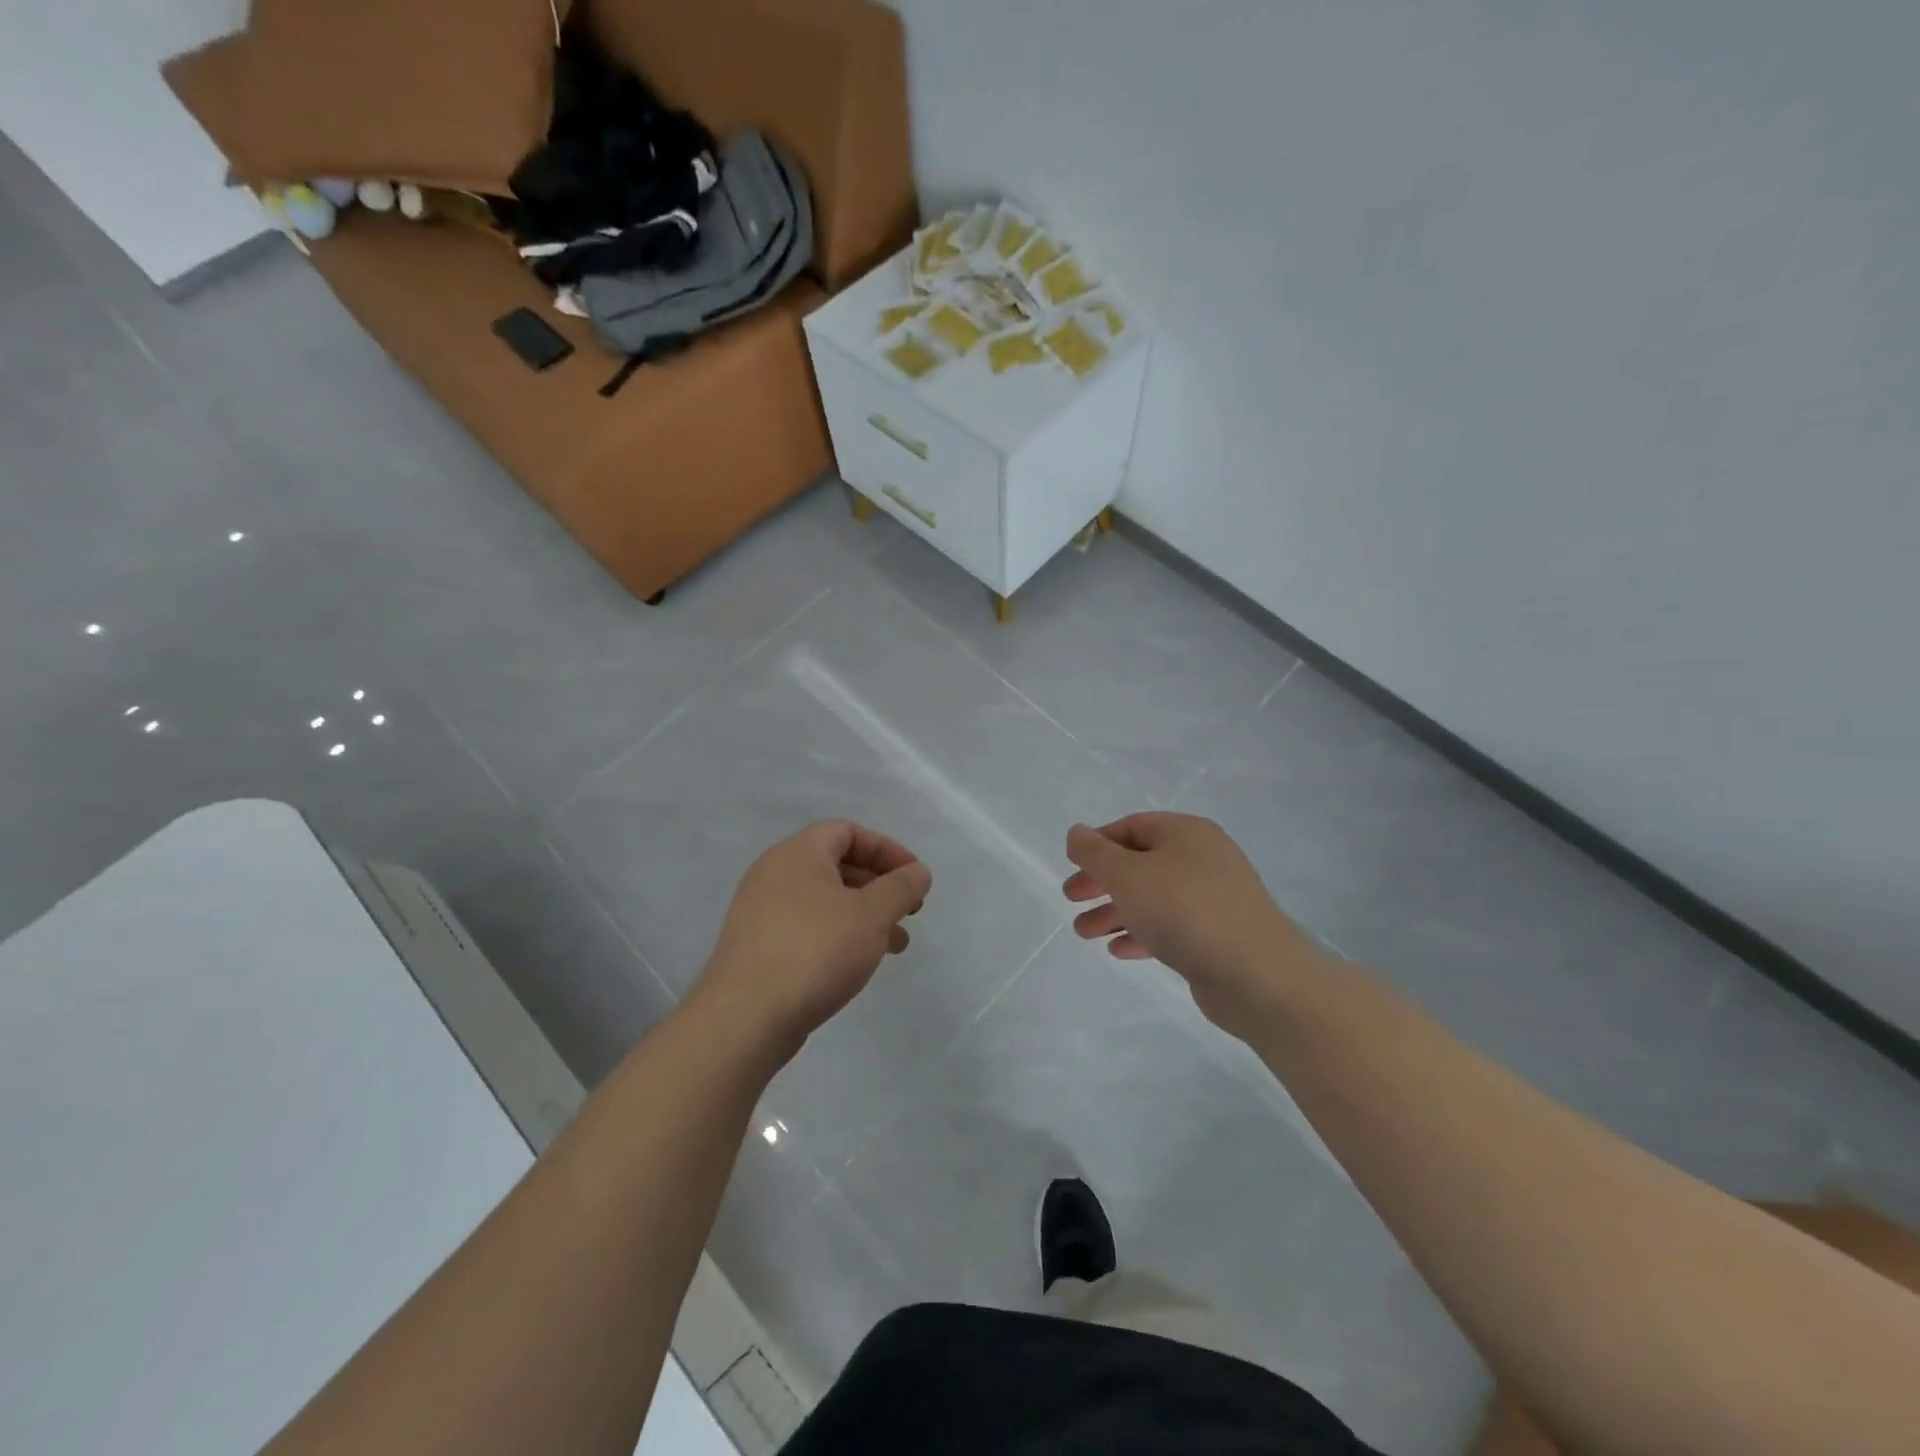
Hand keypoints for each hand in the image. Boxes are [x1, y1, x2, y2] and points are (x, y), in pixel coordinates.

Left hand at [691, 822, 931, 1049]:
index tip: (914, 877)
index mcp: (798, 853)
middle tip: (910, 912)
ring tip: (895, 946)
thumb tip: (919, 871)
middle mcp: (774, 873)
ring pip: (824, 900)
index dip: (887, 849)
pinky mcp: (756, 946)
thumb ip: (901, 887)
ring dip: (863, 915)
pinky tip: (857, 963)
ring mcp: (760, 911)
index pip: (848, 831)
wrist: (745, 1017)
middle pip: (836, 864)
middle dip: (879, 886)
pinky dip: (837, 934)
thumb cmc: (816, 950)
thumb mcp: (872, 914)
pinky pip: (806, 926)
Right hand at [1063, 813, 1319, 1036]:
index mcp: (1186, 833)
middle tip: (1071, 899)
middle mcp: (1202, 859)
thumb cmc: (1185, 911)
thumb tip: (1076, 833)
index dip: (1098, 843)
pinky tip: (1118, 950)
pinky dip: (1142, 933)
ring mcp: (1213, 898)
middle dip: (1102, 881)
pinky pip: (1171, 926)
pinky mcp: (1218, 935)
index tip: (1072, 865)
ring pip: (1153, 897)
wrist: (1257, 975)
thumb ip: (1096, 853)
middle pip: (1141, 863)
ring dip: (1115, 912)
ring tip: (1083, 933)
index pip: (1133, 826)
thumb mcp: (1128, 875)